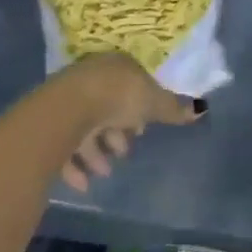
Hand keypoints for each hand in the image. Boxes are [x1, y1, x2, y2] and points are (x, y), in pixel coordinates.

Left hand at [57, 53, 204, 192]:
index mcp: (117, 66)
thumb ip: (173, 109)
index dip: (140, 107)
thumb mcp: (152, 103)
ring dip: (98, 152)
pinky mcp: (50, 123)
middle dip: (118, 131)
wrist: (69, 109)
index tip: (143, 128)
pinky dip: (76, 165)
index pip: (131, 84)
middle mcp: (91, 78)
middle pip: (108, 106)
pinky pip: (66, 146)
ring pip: (87, 127)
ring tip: (106, 172)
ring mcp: (68, 100)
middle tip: (125, 152)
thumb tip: (201, 109)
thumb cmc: (117, 98)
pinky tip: (84, 184)